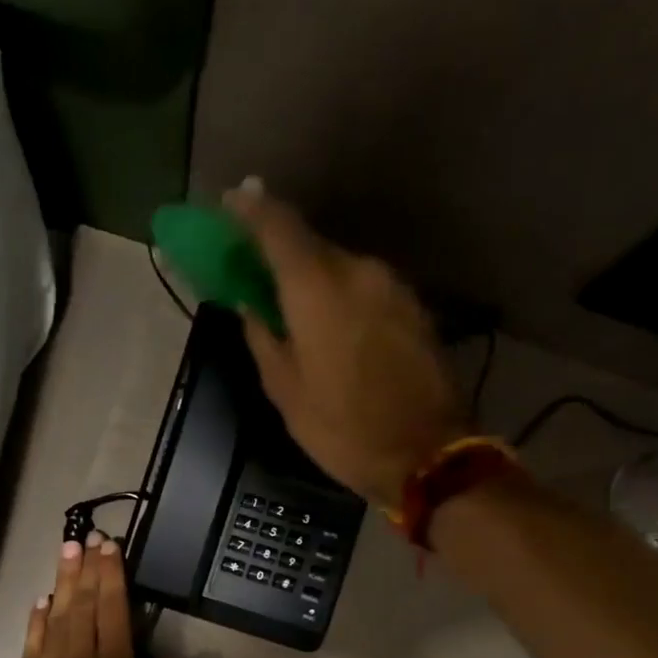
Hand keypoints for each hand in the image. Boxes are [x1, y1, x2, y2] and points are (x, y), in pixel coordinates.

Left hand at [0, 534, 201, 657]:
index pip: (114, 613)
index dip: (113, 577)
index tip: (111, 548)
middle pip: (82, 605)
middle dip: (86, 569)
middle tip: (87, 538)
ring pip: (55, 616)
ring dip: (62, 583)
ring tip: (65, 553)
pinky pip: (31, 643)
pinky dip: (37, 620)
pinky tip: (40, 604)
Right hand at [225, 180, 470, 506]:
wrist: (429, 455)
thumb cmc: (343, 429)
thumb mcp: (285, 390)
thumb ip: (263, 337)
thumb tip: (251, 305)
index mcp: (317, 287)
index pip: (278, 226)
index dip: (249, 209)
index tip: (228, 202)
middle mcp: (358, 270)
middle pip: (310, 244)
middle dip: (279, 251)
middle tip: (254, 269)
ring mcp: (393, 286)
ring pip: (340, 266)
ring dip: (312, 278)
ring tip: (293, 308)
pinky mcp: (414, 306)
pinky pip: (365, 287)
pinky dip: (341, 294)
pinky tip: (332, 325)